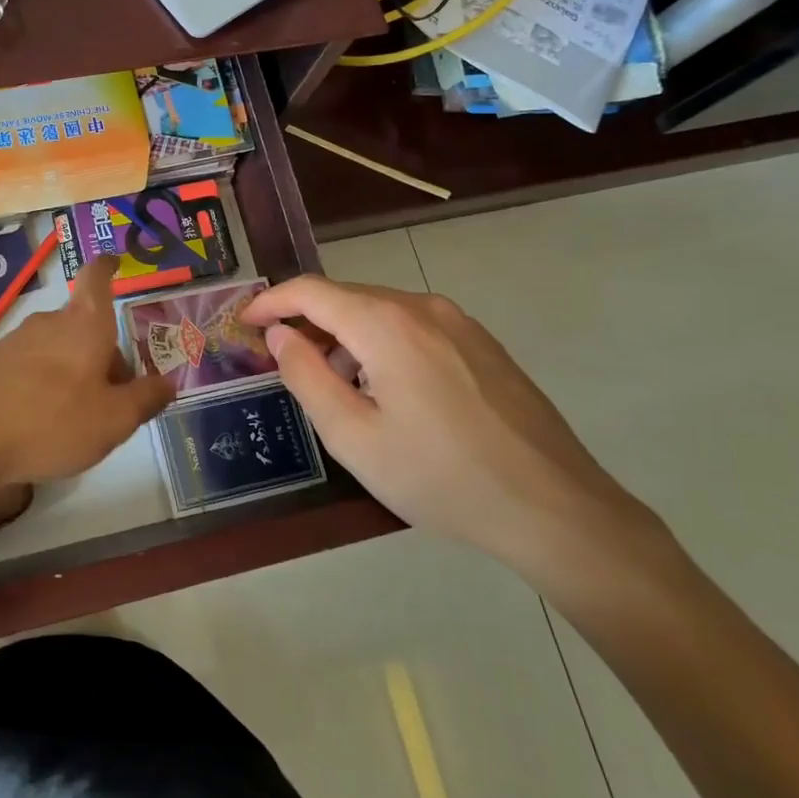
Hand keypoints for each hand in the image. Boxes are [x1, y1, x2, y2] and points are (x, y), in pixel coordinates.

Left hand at [0, 256, 174, 487]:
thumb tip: (168, 382)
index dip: (107, 268)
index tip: (114, 263)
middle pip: (83, 325)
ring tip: (78, 416)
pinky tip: (41, 423)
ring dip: (72, 370)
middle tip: (116, 394)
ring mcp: (14, 341)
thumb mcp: (113, 420)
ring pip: (56, 347)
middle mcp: (49, 322)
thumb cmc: (53, 420)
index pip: (97, 278)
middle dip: (102, 351)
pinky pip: (29, 367)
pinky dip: (43, 384)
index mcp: (85, 324)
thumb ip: (145, 399)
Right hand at [245, 278, 651, 572]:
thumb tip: (280, 334)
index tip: (245, 324)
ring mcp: (460, 323)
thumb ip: (306, 376)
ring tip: (333, 384)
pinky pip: (414, 327)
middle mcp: (422, 307)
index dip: (271, 302)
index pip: (311, 291)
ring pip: (381, 312)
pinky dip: (381, 343)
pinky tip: (385, 390)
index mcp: (385, 324)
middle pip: (347, 297)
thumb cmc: (439, 476)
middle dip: (306, 321)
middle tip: (282, 360)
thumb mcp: (353, 436)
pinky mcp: (483, 344)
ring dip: (344, 335)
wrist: (553, 507)